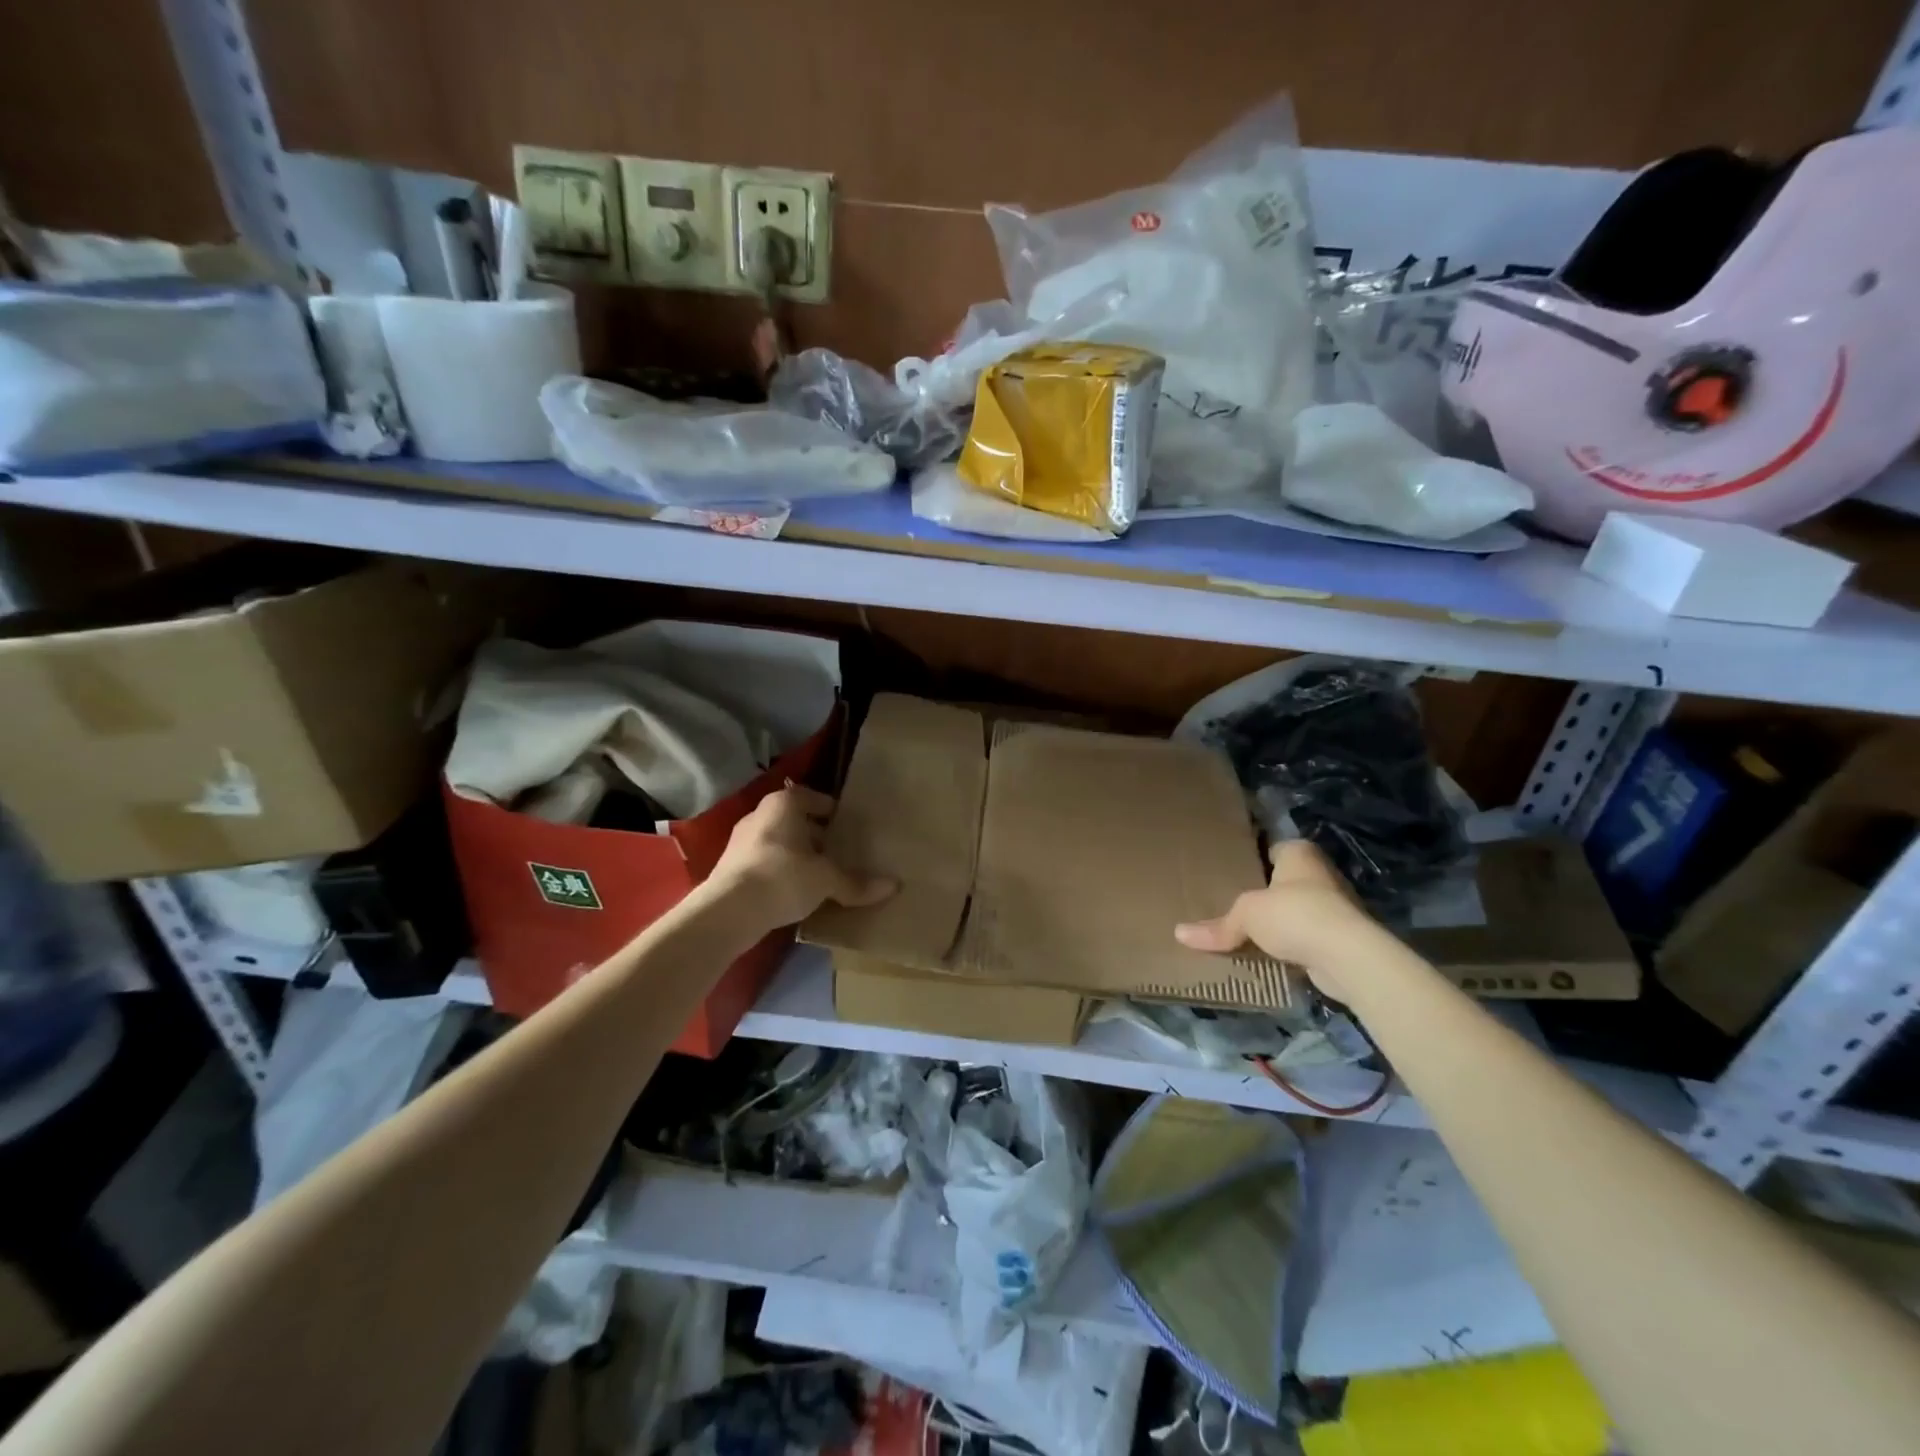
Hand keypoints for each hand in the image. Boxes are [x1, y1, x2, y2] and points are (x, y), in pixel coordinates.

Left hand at [701, 785, 895, 934]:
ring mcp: (741, 842)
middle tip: (839, 851)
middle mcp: (759, 815)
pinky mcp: (730, 869)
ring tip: (821, 874)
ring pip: (779, 842)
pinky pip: (765, 863)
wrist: (728, 911)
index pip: (811, 796)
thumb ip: (856, 882)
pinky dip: (781, 872)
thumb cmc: (783, 877)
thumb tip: (894, 886)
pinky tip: (796, 892)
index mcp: (783, 804)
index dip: (830, 809)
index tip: (847, 824)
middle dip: (816, 834)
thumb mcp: (827, 880)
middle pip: (795, 820)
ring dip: (798, 855)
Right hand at [1174, 841, 1381, 1001]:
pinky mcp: (1341, 938)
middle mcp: (1320, 873)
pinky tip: (1269, 955)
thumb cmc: (1295, 915)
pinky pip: (1306, 937)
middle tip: (1230, 903)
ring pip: (1295, 910)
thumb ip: (1217, 926)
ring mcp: (1335, 906)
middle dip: (1263, 894)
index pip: (1271, 848)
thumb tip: (1178, 934)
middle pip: (1283, 881)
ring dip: (1278, 922)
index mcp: (1299, 853)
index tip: (1229, 872)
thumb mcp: (1246, 916)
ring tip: (1246, 932)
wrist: (1348, 956)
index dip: (1252, 858)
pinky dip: (1291, 945)